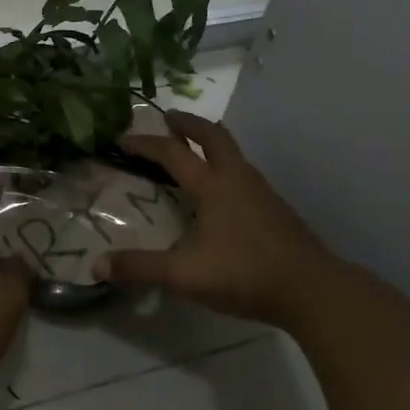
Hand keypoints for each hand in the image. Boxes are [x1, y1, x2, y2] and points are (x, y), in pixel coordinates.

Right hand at [97, 111, 339, 327]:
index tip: (122, 138)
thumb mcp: (184, 275)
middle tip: (168, 119)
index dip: (144, 143)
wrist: (312, 290)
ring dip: (209, 143)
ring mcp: (261, 191)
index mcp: (212, 186)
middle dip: (188, 123)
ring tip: (191, 152)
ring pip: (232, 152)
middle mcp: (237, 178)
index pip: (172, 153)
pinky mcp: (275, 208)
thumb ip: (140, 268)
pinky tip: (219, 193)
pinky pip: (242, 172)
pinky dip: (224, 166)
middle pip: (213, 135)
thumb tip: (97, 266)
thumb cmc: (245, 274)